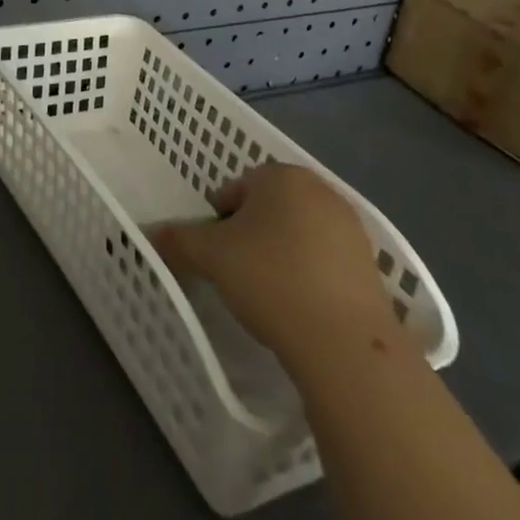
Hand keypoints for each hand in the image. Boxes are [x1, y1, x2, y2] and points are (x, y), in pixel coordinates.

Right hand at [151, 162, 395, 367]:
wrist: (344, 343)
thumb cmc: (270, 279)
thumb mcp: (210, 256)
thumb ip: (177, 239)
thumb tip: (150, 234)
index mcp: (281, 175)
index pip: (235, 189)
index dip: (218, 221)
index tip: (216, 255)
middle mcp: (320, 189)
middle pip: (268, 208)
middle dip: (250, 235)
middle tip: (237, 272)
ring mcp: (350, 227)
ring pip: (297, 234)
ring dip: (280, 255)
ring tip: (268, 294)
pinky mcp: (369, 264)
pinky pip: (325, 261)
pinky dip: (308, 275)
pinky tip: (300, 307)